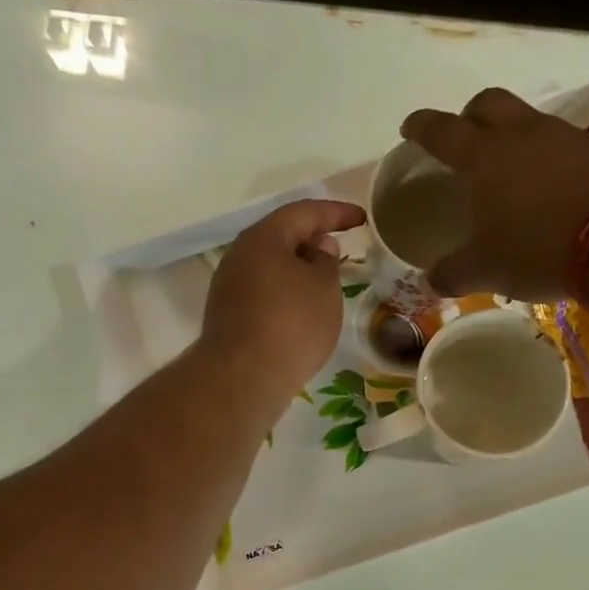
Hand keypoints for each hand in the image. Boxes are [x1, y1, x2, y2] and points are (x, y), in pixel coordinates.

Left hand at [199, 199, 364, 397]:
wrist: (243, 378)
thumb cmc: (291, 324)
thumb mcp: (324, 288)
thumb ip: (326, 262)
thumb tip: (318, 248)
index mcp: (263, 238)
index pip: (304, 212)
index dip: (336, 212)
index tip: (361, 219)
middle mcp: (239, 256)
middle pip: (280, 238)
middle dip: (311, 240)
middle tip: (339, 249)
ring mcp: (228, 288)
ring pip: (269, 268)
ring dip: (296, 270)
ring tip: (323, 284)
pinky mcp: (227, 317)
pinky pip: (261, 294)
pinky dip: (283, 295)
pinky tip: (300, 313)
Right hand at [401, 87, 588, 299]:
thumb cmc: (538, 249)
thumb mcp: (485, 270)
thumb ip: (452, 273)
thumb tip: (432, 280)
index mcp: (485, 157)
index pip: (443, 131)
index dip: (422, 127)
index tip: (410, 127)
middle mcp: (523, 135)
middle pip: (488, 103)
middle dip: (470, 115)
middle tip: (463, 138)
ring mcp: (567, 138)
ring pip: (529, 121)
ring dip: (513, 136)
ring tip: (509, 170)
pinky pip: (564, 145)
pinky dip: (548, 159)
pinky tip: (550, 189)